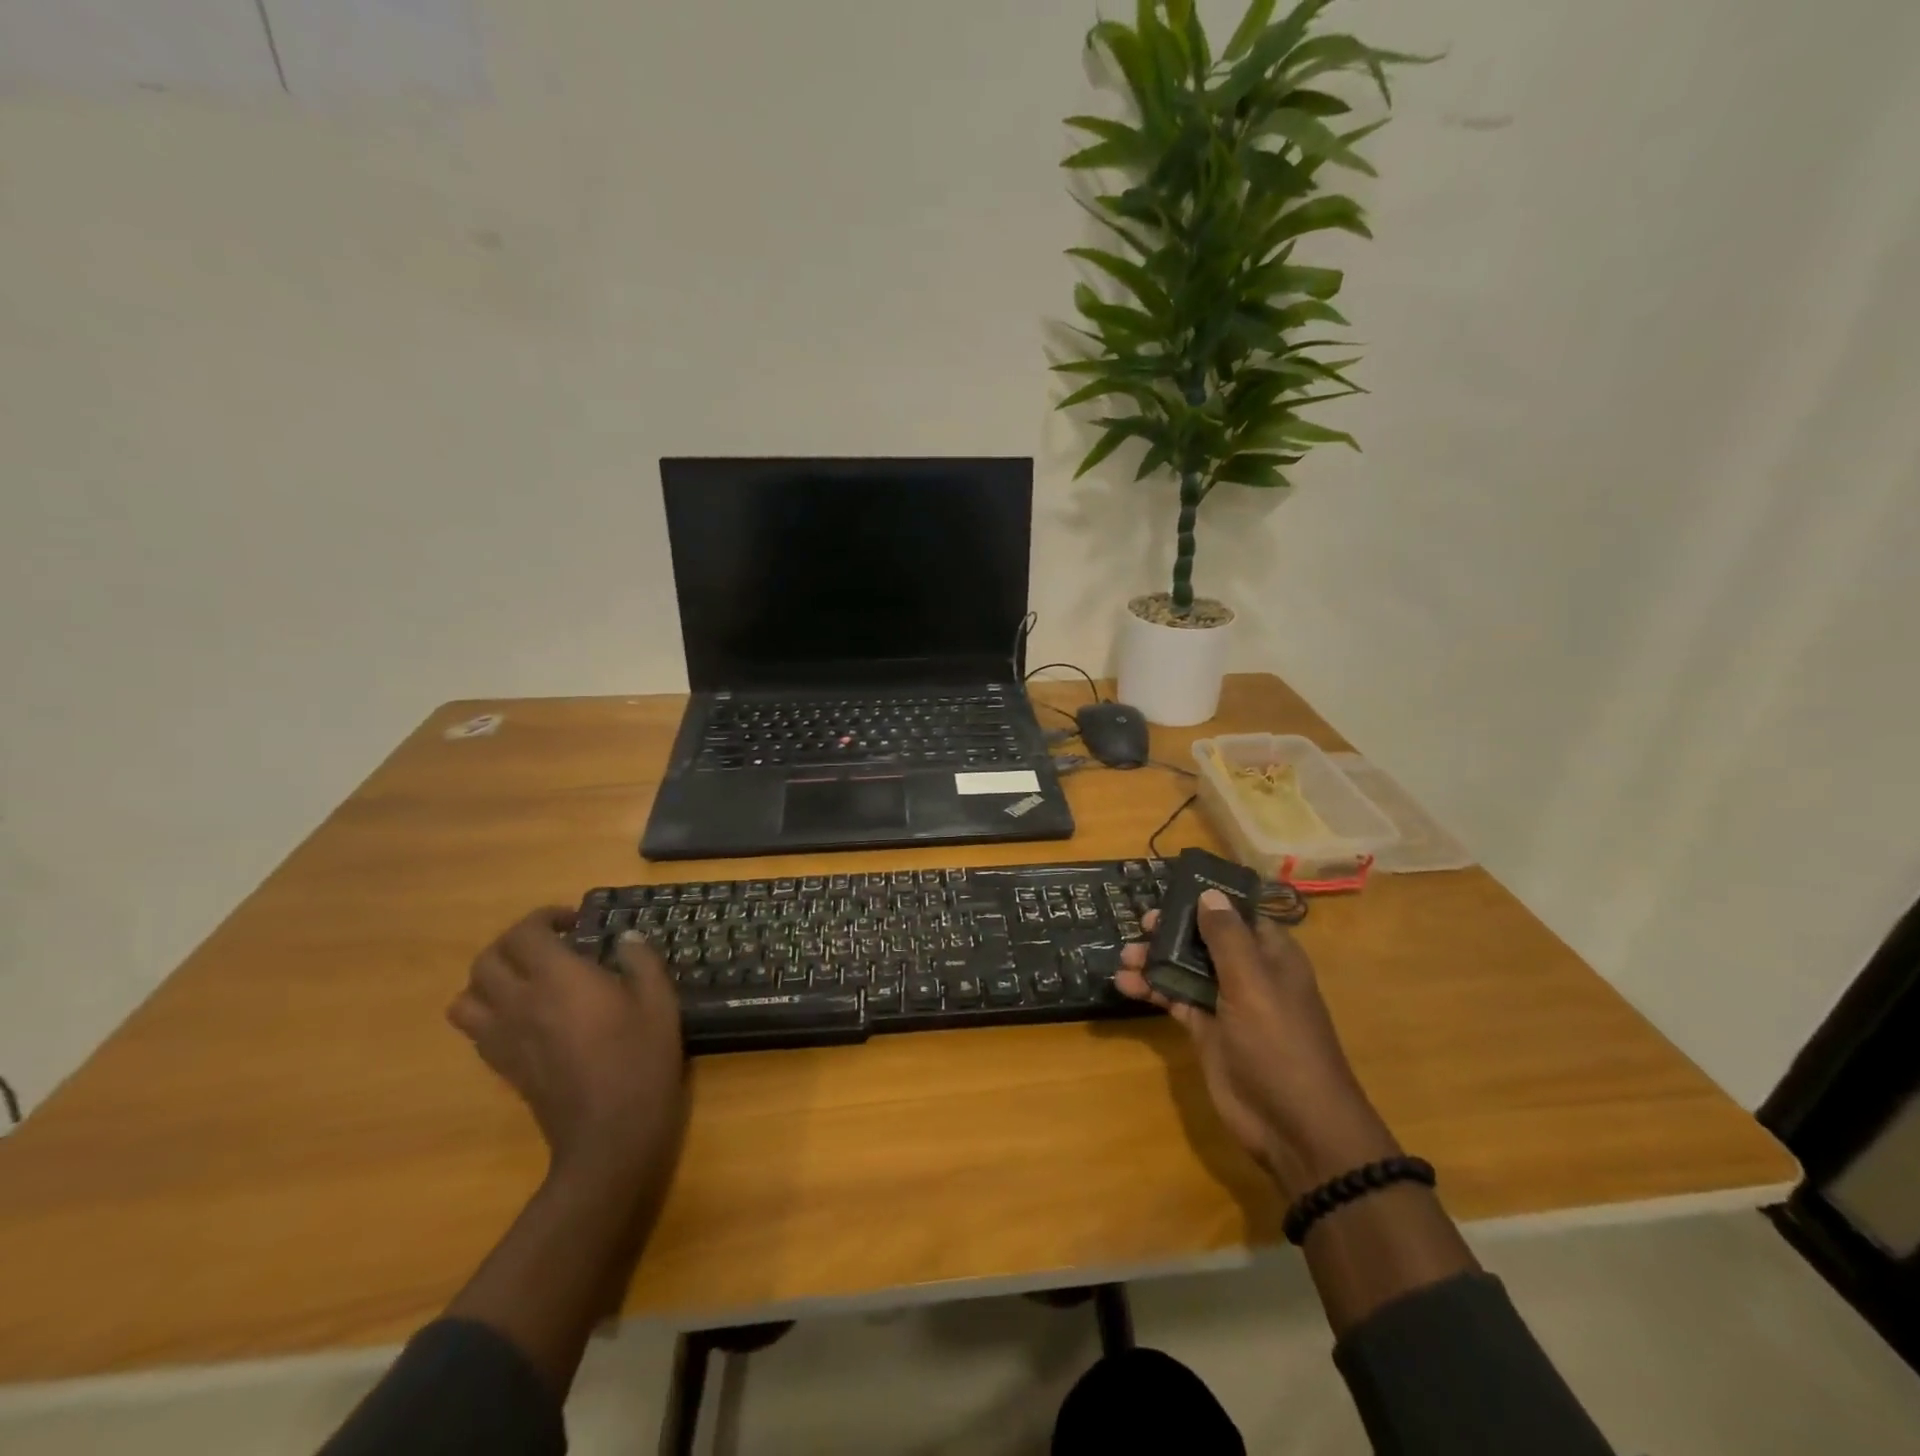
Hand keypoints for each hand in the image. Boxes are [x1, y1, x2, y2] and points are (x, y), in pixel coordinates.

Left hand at [449, 909, 687, 1190]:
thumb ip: (641, 961)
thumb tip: (626, 938)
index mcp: (558, 979)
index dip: (546, 918)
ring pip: (467, 995)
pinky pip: (475, 1027)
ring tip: (527, 979)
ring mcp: (503, 1037)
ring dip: (492, 978)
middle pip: (488, 958)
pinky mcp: (501, 1065)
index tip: (575, 923)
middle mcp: (519, 1002)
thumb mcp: (659, 1001)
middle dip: (515, 942)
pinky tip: (526, 1015)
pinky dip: (490, 1010)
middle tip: (550, 945)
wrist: (610, 1133)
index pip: (526, 932)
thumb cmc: (641, 1059)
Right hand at [1118, 891, 1397, 1194]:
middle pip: (1205, 939)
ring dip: (1155, 960)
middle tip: (1141, 925)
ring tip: (1124, 958)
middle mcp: (1249, 973)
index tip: (1171, 890)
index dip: (1207, 900)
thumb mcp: (1252, 984)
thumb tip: (1208, 893)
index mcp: (1271, 955)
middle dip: (1172, 930)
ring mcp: (1226, 1003)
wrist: (1293, 1126)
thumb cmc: (1279, 1044)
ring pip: (1186, 969)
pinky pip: (1175, 999)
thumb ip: (1226, 938)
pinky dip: (1152, 989)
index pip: (1237, 914)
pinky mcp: (1207, 1031)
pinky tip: (1125, 984)